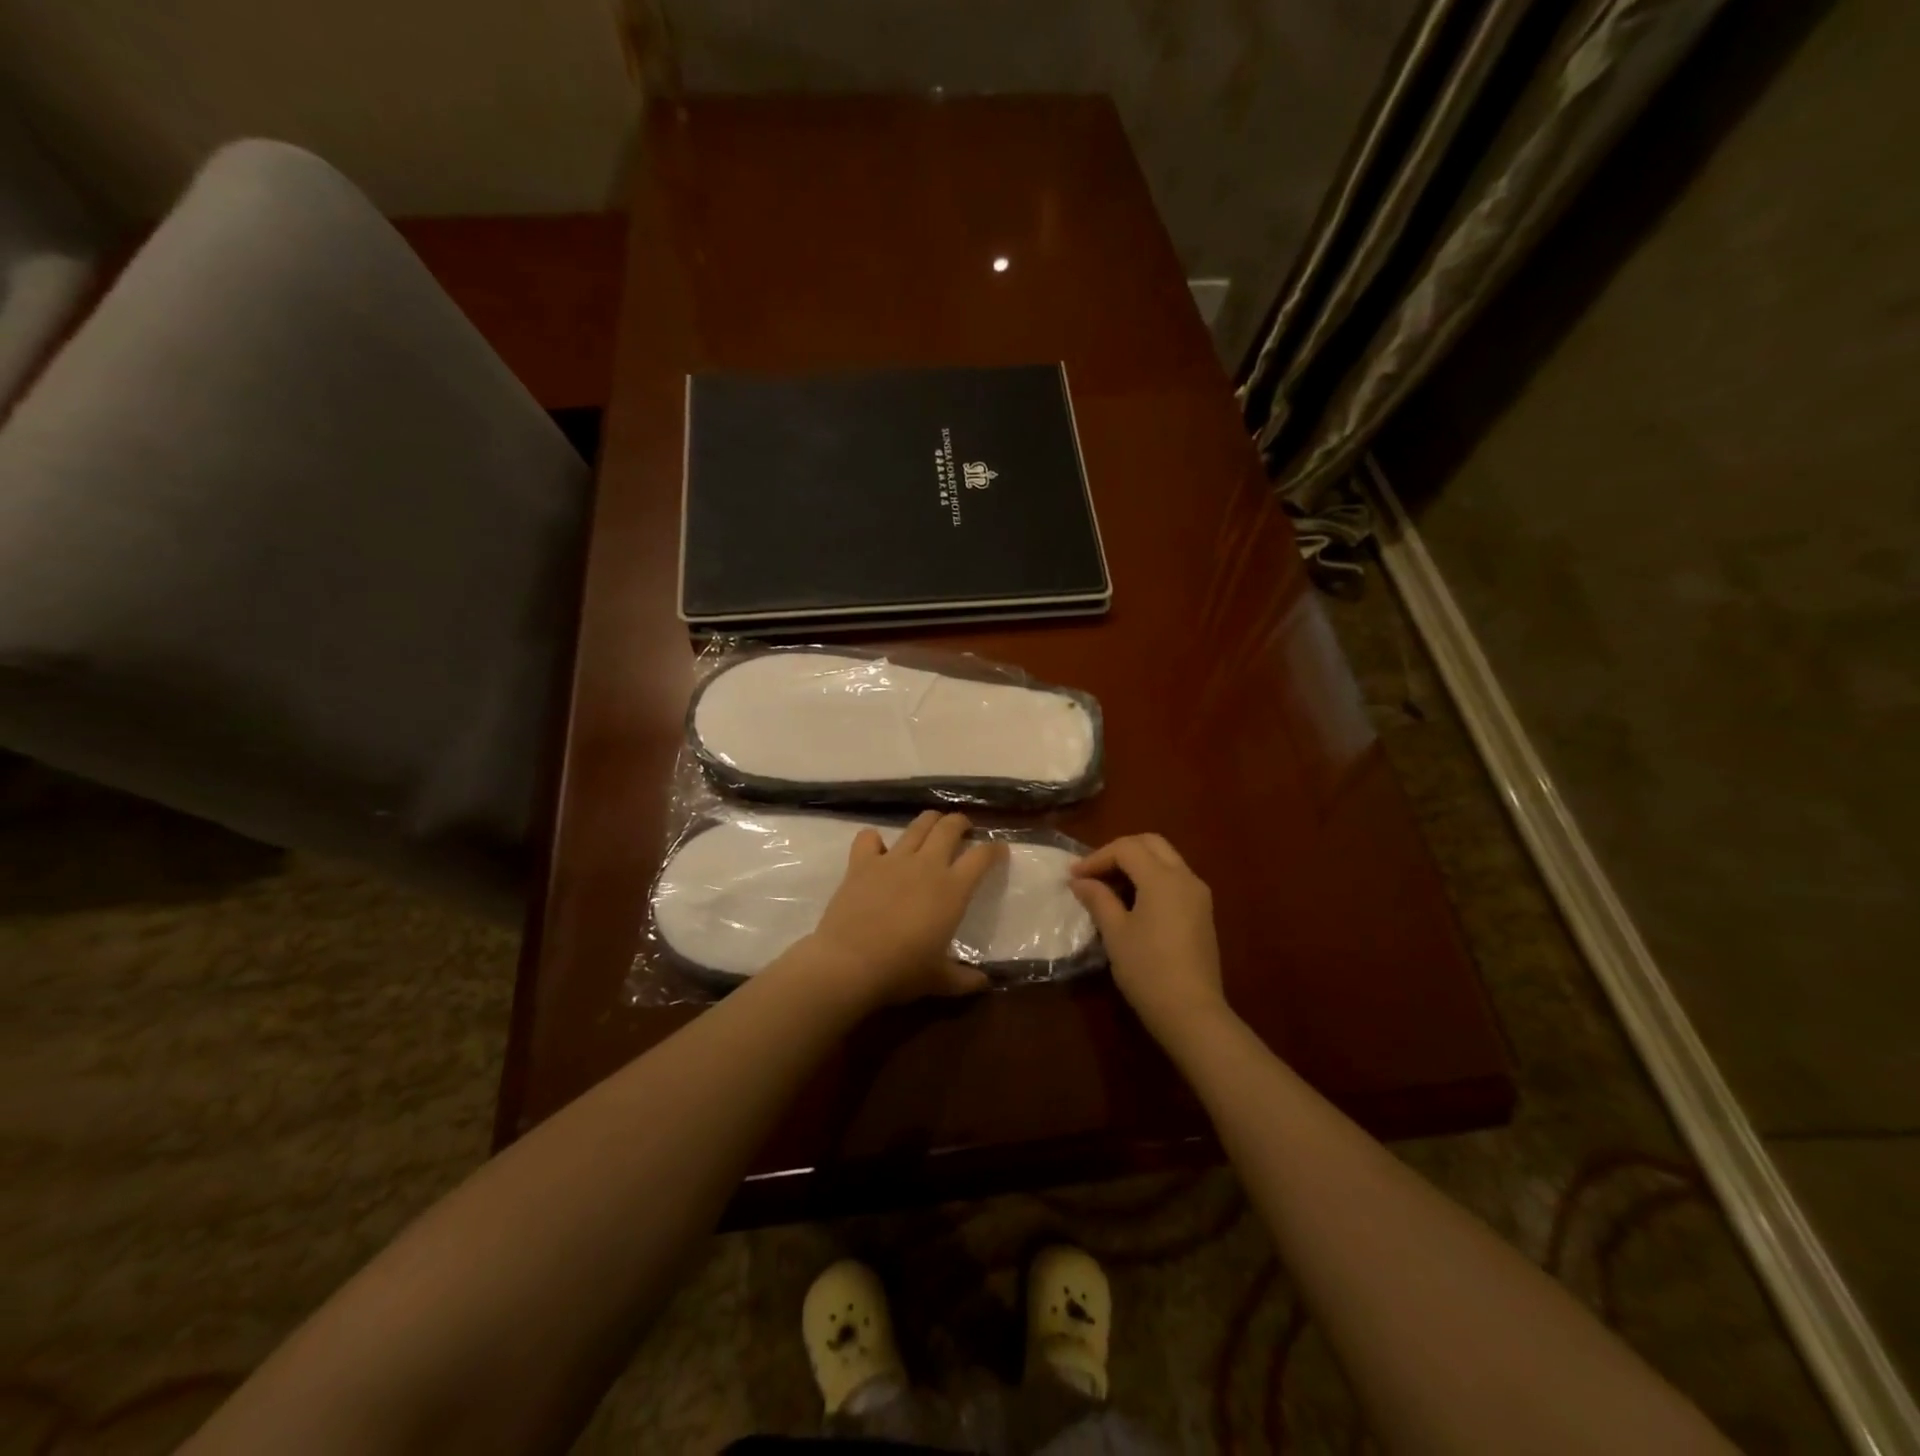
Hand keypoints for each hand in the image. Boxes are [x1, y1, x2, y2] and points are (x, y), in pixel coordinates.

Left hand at [803, 811, 1005, 1009]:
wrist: (850, 963)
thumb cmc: (902, 971)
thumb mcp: (940, 981)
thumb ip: (964, 979)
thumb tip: (984, 983)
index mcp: (952, 889)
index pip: (982, 857)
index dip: (994, 849)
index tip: (999, 850)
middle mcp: (926, 865)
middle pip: (949, 828)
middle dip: (960, 823)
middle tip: (963, 829)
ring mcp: (892, 859)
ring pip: (917, 825)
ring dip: (929, 822)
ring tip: (932, 827)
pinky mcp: (862, 862)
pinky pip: (869, 837)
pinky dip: (875, 839)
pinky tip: (878, 848)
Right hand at [1070, 834, 1227, 1041]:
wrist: (1191, 1013)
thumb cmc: (1147, 970)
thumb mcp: (1115, 932)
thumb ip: (1098, 899)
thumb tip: (1080, 881)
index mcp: (1163, 878)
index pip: (1126, 849)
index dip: (1097, 857)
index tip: (1074, 877)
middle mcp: (1186, 878)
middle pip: (1151, 844)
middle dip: (1119, 851)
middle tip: (1094, 872)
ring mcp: (1198, 895)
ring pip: (1166, 860)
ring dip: (1137, 863)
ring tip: (1109, 886)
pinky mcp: (1202, 912)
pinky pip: (1175, 879)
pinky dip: (1152, 878)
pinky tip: (1133, 901)